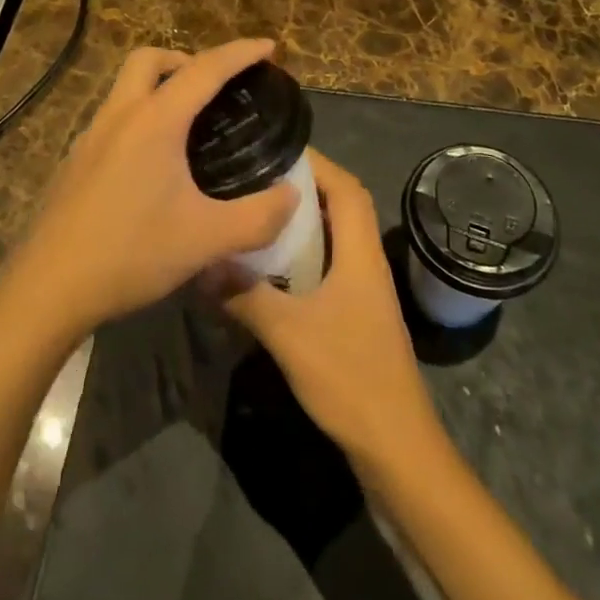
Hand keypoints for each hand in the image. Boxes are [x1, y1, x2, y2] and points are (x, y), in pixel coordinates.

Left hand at [13, 40, 298, 336]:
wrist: (49, 287)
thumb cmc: (131, 253)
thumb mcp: (206, 239)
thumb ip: (257, 216)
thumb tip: (291, 195)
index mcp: (155, 121)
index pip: (205, 70)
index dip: (241, 53)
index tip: (270, 47)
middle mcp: (119, 115)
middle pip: (150, 60)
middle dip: (187, 59)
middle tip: (216, 86)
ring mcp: (91, 136)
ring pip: (126, 87)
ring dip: (159, 87)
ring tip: (190, 124)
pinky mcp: (76, 160)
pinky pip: (114, 118)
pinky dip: (140, 117)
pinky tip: (154, 163)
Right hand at [222, 153, 444, 477]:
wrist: (396, 450)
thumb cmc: (350, 379)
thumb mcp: (290, 334)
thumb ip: (246, 294)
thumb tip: (203, 261)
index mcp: (361, 255)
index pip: (347, 189)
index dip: (317, 162)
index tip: (274, 149)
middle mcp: (366, 264)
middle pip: (341, 207)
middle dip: (303, 186)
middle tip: (256, 177)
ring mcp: (363, 292)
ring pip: (333, 238)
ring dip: (301, 222)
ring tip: (256, 211)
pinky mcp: (354, 316)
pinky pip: (327, 267)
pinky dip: (301, 256)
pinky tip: (267, 267)